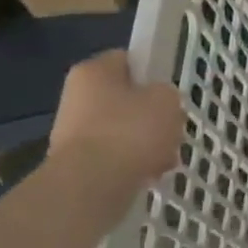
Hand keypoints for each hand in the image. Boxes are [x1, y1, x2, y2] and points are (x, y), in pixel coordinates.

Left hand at [50, 50, 185, 188]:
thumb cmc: (130, 131)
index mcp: (93, 71)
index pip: (128, 60)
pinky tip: (150, 175)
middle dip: (152, 116)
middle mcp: (76, 97)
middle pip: (127, 100)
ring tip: (165, 159)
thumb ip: (166, 94)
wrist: (91, 187)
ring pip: (123, 131)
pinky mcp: (77, 164)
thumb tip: (157, 102)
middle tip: (173, 128)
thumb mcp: (166, 100)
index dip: (152, 73)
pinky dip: (133, 164)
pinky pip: (115, 157)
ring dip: (146, 143)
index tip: (170, 91)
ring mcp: (73, 132)